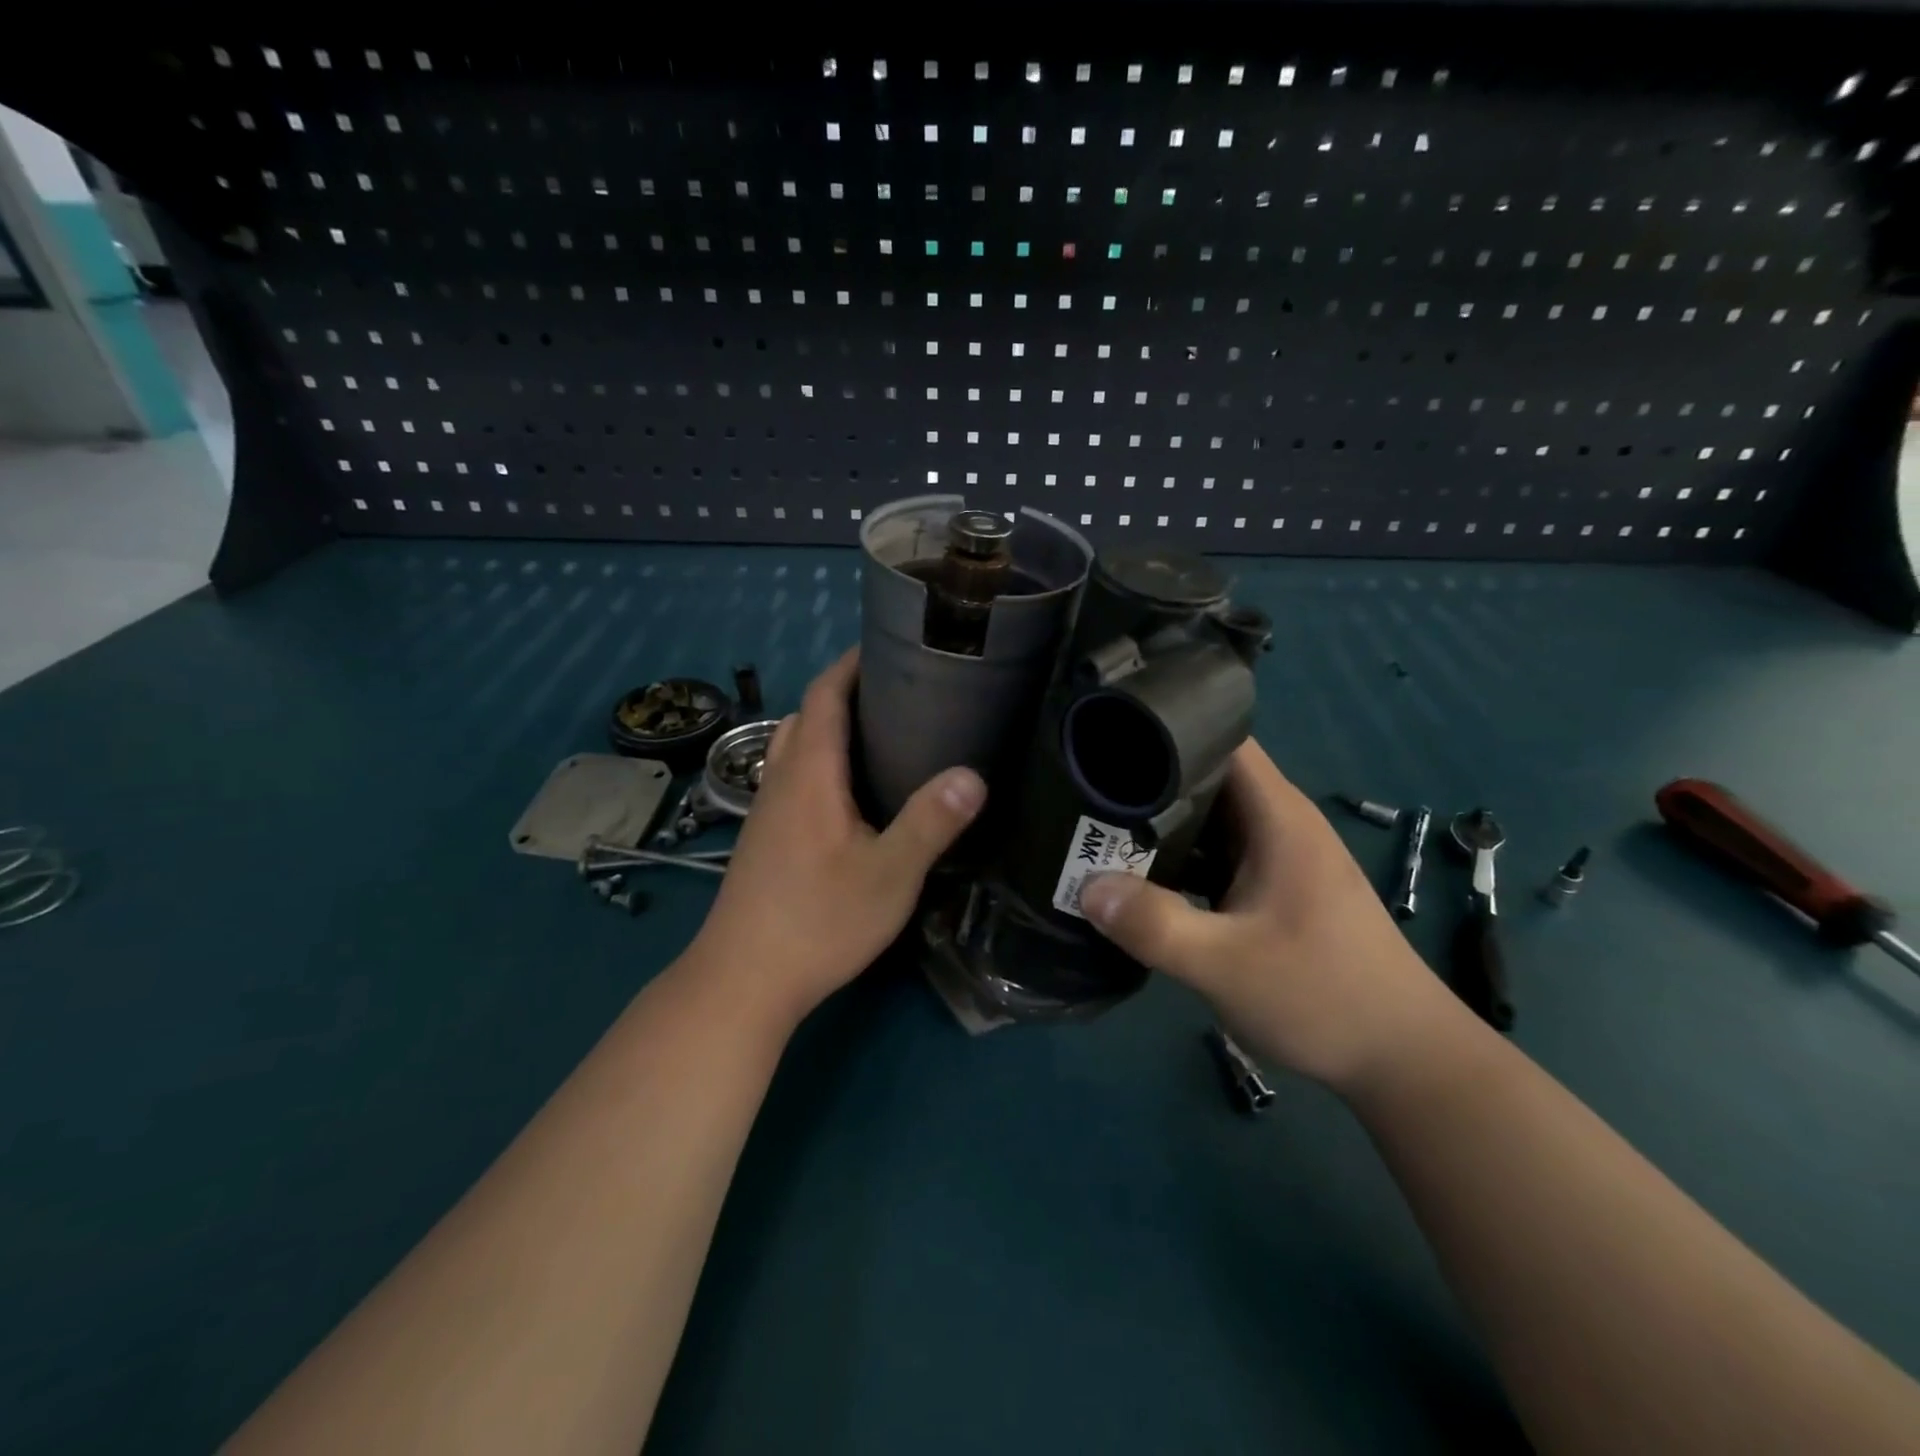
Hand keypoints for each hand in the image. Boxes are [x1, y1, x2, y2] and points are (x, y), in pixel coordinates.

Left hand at [683, 648, 986, 1032]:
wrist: (743, 980)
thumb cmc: (818, 921)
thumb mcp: (889, 874)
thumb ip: (930, 821)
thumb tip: (973, 774)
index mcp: (810, 775)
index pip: (824, 696)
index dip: (849, 665)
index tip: (885, 646)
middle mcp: (781, 781)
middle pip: (806, 716)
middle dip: (843, 691)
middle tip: (896, 692)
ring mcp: (766, 811)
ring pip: (794, 748)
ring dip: (828, 727)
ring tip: (878, 734)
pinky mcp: (764, 839)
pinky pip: (792, 777)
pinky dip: (820, 761)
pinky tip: (850, 793)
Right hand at [1079, 739, 1457, 1092]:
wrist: (1402, 1058)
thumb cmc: (1323, 995)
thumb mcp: (1226, 965)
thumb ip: (1155, 925)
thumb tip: (1084, 887)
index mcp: (1277, 816)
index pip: (1221, 739)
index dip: (1167, 731)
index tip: (1109, 740)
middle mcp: (1277, 824)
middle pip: (1206, 776)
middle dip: (1148, 779)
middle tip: (1085, 789)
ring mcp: (1276, 857)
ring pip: (1208, 819)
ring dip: (1159, 823)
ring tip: (1096, 826)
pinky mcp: (1271, 889)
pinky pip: (1214, 854)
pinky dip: (1178, 858)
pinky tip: (1138, 876)